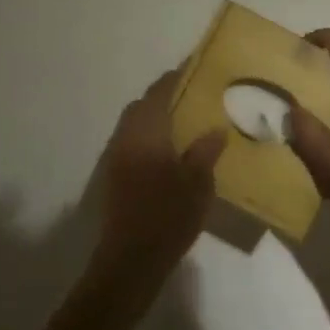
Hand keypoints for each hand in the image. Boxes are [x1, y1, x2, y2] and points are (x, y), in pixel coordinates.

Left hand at [93, 70, 226, 277]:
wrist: (129, 261)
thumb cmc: (167, 216)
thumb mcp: (197, 183)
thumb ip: (205, 151)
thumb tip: (215, 129)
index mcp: (147, 131)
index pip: (160, 91)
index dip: (176, 77)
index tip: (194, 68)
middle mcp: (126, 136)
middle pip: (143, 105)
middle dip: (164, 97)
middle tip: (192, 98)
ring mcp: (115, 157)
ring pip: (134, 124)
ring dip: (154, 118)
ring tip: (184, 125)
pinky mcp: (113, 177)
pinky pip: (131, 143)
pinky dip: (148, 138)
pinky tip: (169, 153)